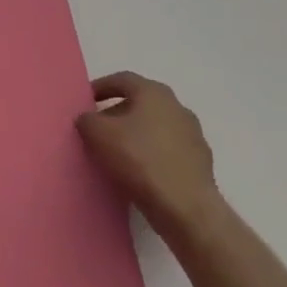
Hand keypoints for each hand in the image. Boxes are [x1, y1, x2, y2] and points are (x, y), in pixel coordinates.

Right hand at [77, 71, 221, 239]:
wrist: (185, 207)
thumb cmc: (139, 159)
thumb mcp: (97, 134)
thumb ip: (86, 119)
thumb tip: (88, 119)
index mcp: (154, 93)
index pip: (123, 79)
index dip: (101, 87)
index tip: (85, 100)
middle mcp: (177, 107)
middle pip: (141, 103)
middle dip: (117, 112)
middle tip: (98, 127)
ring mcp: (193, 135)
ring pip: (156, 127)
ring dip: (136, 134)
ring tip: (116, 152)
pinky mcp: (201, 162)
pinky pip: (168, 150)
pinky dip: (152, 154)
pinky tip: (139, 171)